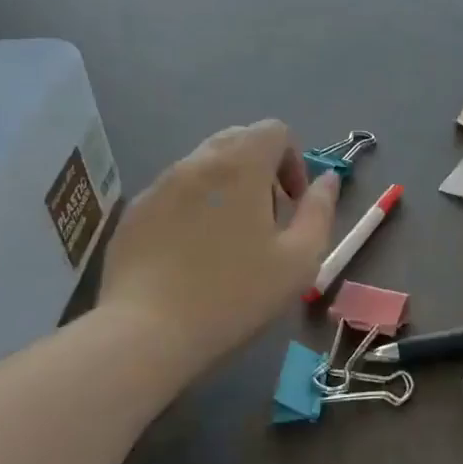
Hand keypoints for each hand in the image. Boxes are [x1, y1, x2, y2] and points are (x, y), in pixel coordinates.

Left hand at [99, 120, 338, 363]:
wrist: (147, 332)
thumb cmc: (235, 294)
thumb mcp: (300, 259)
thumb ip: (320, 211)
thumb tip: (328, 179)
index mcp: (240, 166)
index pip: (274, 130)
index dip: (293, 160)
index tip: (292, 204)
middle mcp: (197, 162)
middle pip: (238, 140)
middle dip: (261, 169)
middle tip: (267, 219)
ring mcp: (159, 185)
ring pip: (204, 165)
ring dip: (227, 187)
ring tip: (229, 240)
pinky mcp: (134, 212)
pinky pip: (175, 192)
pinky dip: (194, 206)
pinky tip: (193, 254)